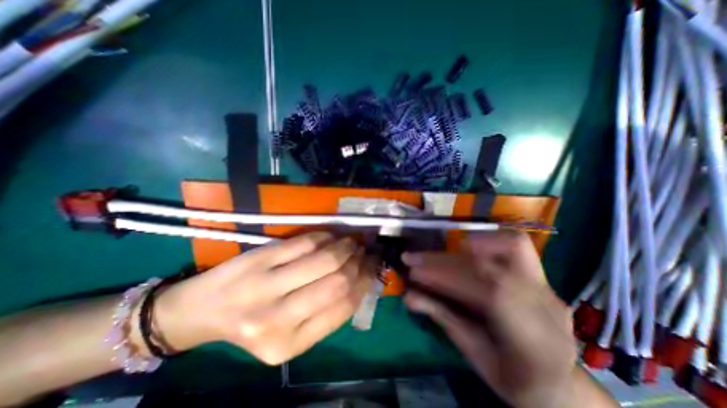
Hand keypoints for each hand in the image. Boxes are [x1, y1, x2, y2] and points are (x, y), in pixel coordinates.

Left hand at [145, 231, 377, 363]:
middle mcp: (277, 319)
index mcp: (290, 345)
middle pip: (337, 281)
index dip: (364, 281)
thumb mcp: (291, 331)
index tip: (372, 266)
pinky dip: (324, 237)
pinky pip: (303, 243)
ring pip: (323, 259)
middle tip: (364, 251)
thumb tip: (361, 279)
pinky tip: (330, 237)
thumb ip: (326, 312)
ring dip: (344, 246)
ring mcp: (264, 286)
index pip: (343, 307)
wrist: (202, 311)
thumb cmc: (254, 323)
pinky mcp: (258, 259)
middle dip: (358, 262)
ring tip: (351, 242)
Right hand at [400, 231, 592, 407]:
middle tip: (413, 259)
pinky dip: (485, 240)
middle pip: (491, 267)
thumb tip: (408, 296)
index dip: (446, 278)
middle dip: (443, 260)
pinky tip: (464, 250)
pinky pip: (515, 244)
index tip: (413, 274)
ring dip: (464, 245)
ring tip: (439, 254)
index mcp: (534, 341)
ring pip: (511, 246)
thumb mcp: (476, 356)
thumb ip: (444, 319)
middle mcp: (546, 305)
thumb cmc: (515, 377)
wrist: (560, 383)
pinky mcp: (540, 275)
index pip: (488, 293)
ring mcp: (546, 286)